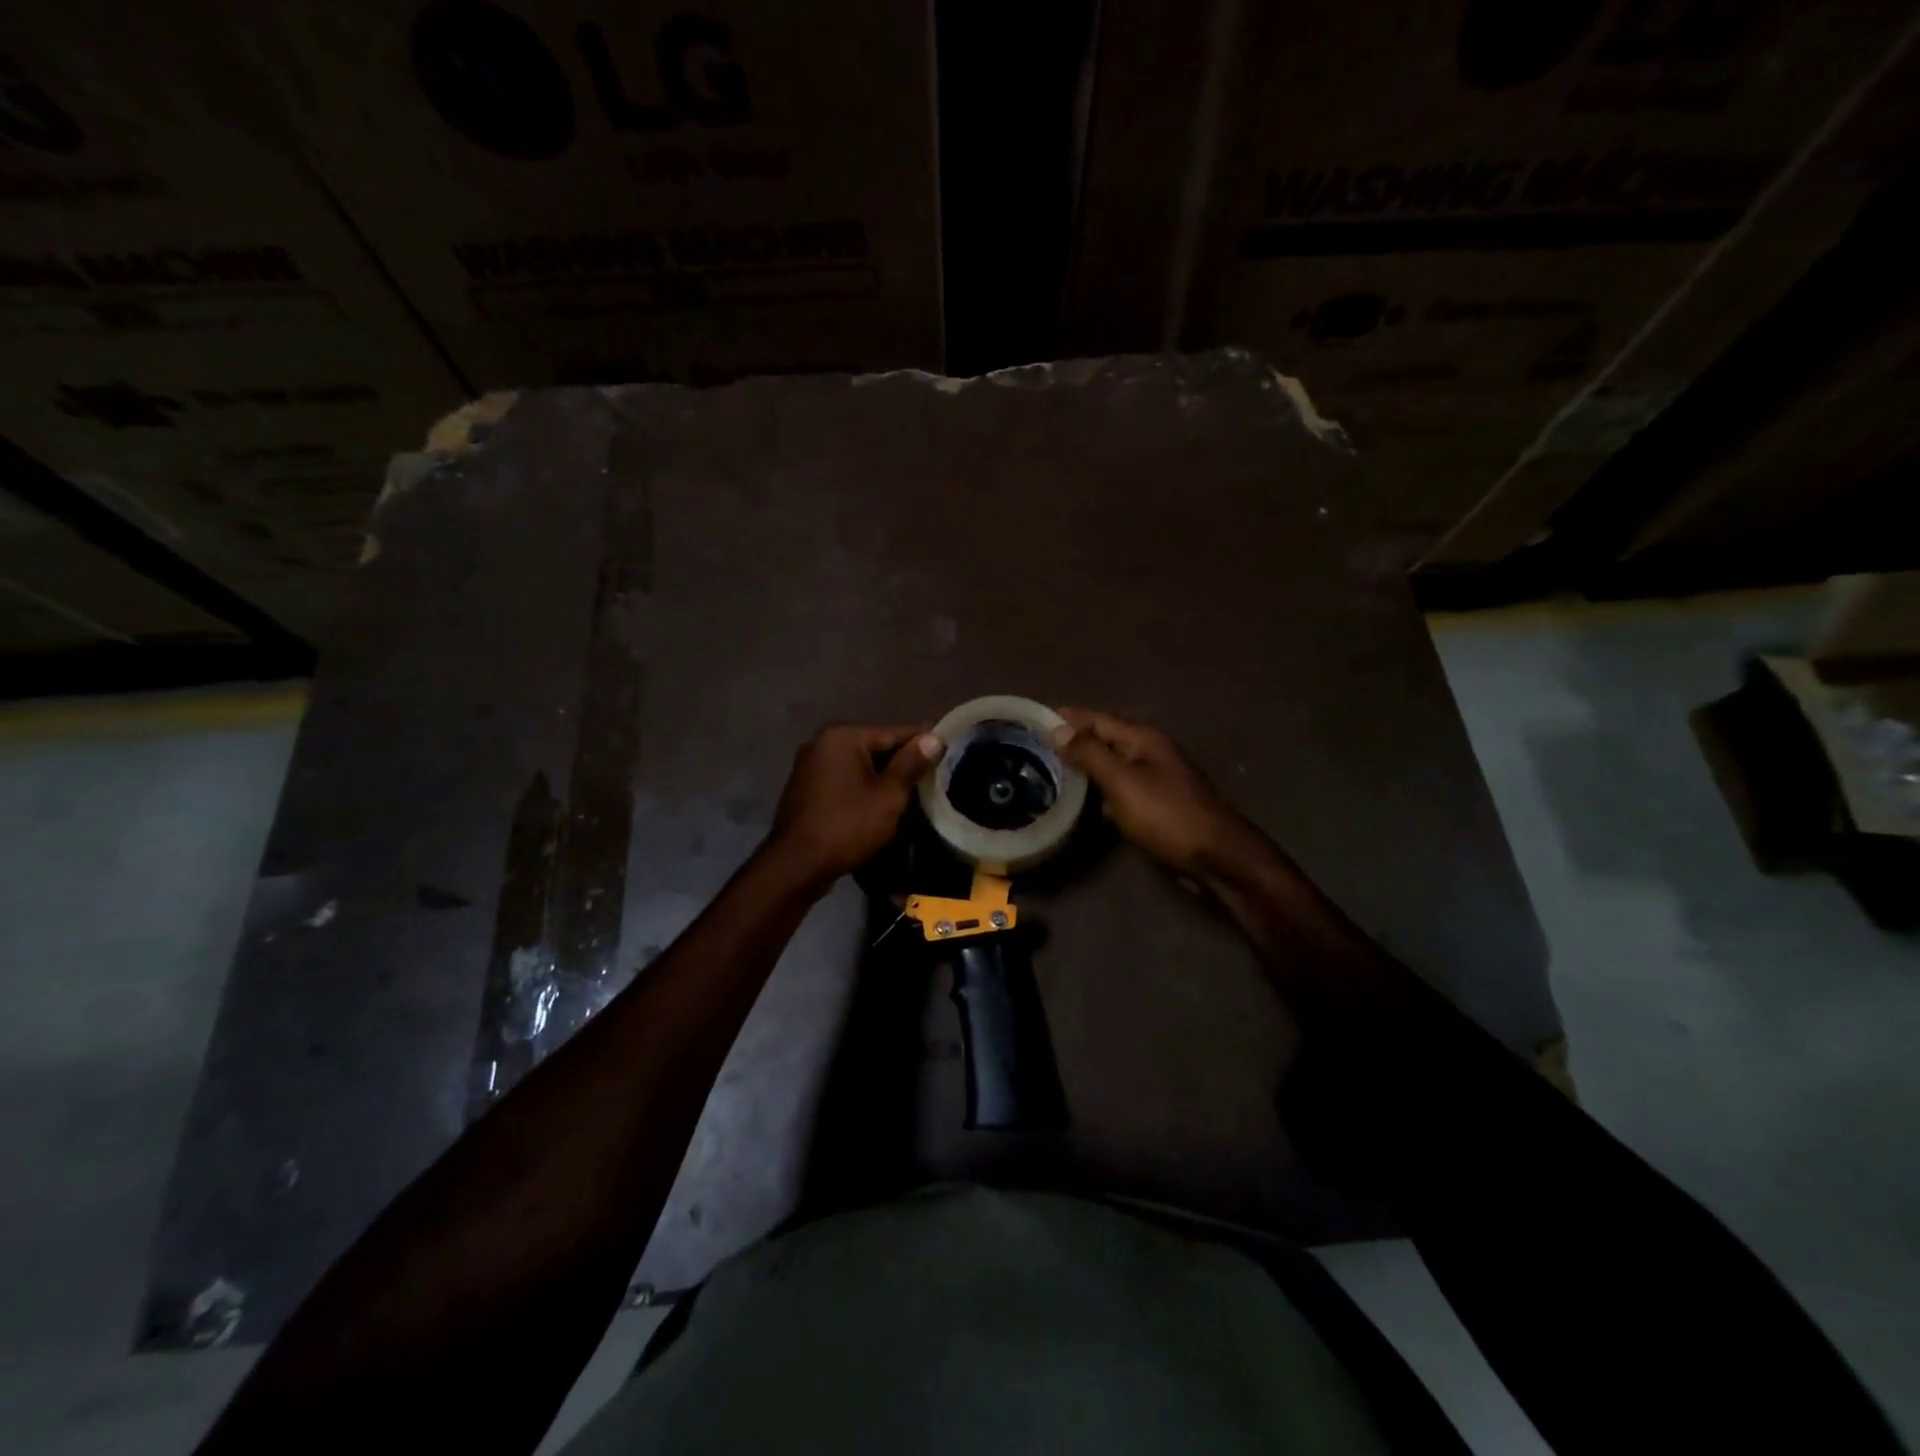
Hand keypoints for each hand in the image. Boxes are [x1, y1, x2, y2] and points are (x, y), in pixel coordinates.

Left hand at [765, 723, 944, 885]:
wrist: (797, 864)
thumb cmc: (847, 825)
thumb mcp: (888, 796)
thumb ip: (911, 764)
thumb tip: (932, 738)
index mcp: (843, 736)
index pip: (894, 732)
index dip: (923, 742)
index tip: (947, 748)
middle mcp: (822, 742)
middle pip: (875, 746)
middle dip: (902, 761)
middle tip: (932, 775)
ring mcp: (810, 764)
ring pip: (859, 764)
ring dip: (882, 776)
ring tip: (911, 790)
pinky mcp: (806, 786)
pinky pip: (844, 778)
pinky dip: (862, 786)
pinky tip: (879, 801)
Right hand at [1052, 708, 1265, 880]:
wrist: (1217, 856)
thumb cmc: (1167, 815)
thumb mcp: (1123, 781)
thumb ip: (1090, 753)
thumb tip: (1059, 729)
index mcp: (1143, 739)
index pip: (1097, 719)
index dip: (1068, 717)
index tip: (1036, 716)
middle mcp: (1151, 752)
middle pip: (1106, 739)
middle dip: (1075, 740)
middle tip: (1039, 745)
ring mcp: (1158, 779)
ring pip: (1114, 765)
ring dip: (1088, 766)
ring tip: (1055, 770)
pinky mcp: (1160, 804)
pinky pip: (1123, 789)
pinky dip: (1103, 790)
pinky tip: (1087, 802)